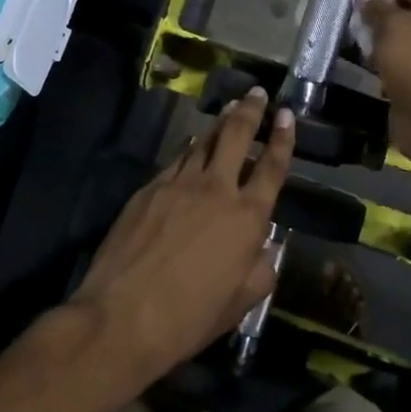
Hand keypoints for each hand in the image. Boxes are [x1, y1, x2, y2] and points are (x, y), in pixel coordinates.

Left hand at [69, 88, 295, 384]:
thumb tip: (267, 249)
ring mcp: (178, 185)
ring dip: (221, 124)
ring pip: (204, 142)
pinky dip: (190, 147)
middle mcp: (216, 190)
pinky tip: (192, 143)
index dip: (283, 139)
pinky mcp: (148, 189)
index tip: (287, 115)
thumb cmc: (190, 317)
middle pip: (237, 137)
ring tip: (230, 108)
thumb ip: (260, 271)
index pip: (272, 168)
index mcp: (247, 217)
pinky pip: (176, 160)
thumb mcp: (239, 304)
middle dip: (250, 112)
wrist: (123, 317)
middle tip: (256, 94)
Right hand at [357, 0, 410, 166]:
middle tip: (342, 9)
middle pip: (400, 11)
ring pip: (393, 37)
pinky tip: (353, 55)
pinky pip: (389, 60)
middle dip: (373, 10)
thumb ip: (377, 6)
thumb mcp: (394, 25)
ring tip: (342, 30)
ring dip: (370, 35)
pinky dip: (373, 58)